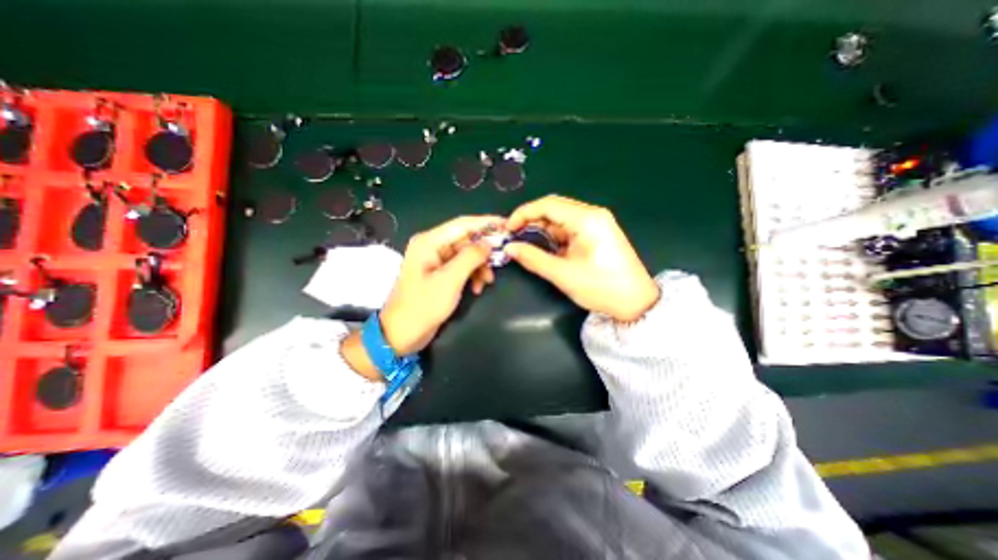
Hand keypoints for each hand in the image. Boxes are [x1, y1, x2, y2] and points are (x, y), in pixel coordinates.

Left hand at [381, 215, 502, 353]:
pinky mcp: (440, 274)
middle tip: (501, 260)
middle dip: (483, 251)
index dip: (486, 223)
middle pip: (465, 240)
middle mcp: (432, 247)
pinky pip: (462, 267)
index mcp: (429, 242)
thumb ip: (470, 257)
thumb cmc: (424, 305)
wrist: (402, 334)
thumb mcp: (450, 280)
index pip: (462, 224)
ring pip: (466, 255)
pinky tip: (477, 288)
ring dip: (479, 266)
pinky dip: (472, 275)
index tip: (507, 225)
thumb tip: (489, 243)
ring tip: (487, 281)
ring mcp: (436, 261)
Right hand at [507, 194, 655, 320]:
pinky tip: (546, 248)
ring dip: (542, 230)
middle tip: (514, 237)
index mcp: (587, 219)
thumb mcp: (563, 274)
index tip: (508, 229)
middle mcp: (592, 214)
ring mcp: (596, 223)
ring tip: (526, 244)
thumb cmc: (601, 288)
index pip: (548, 204)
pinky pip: (569, 228)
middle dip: (531, 221)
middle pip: (554, 208)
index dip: (523, 213)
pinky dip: (554, 236)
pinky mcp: (597, 232)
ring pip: (560, 218)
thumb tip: (510, 248)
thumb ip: (533, 259)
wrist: (636, 303)